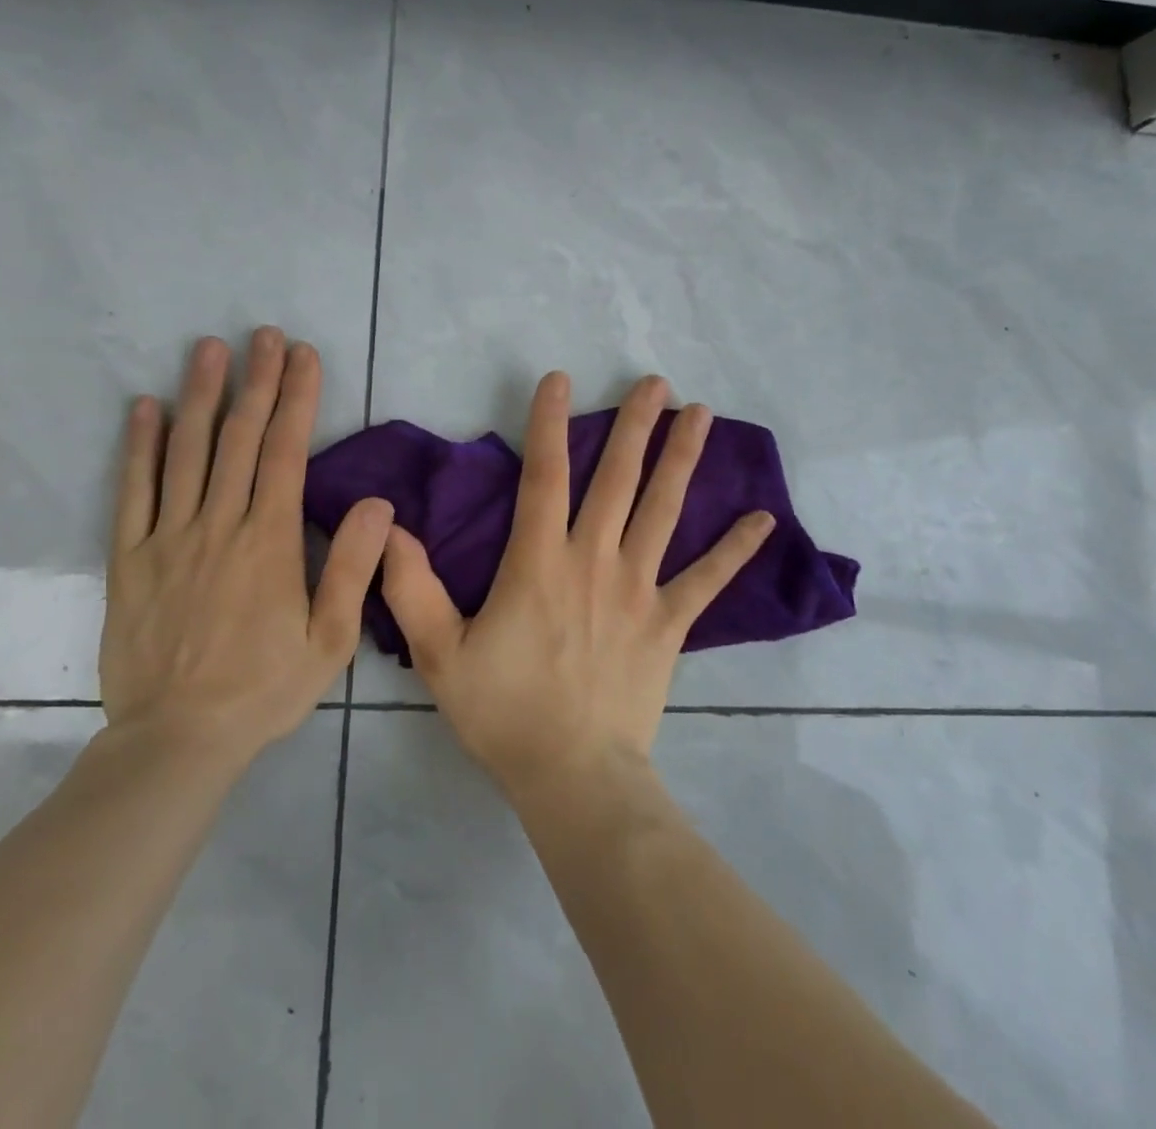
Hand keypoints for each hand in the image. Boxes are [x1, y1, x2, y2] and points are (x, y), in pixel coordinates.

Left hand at [99, 327, 392, 766]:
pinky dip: (139, 447)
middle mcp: (218, 526)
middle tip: (264, 334)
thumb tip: (375, 504)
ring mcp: (168, 538)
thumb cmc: (263, 689)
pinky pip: (132, 492)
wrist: (177, 739)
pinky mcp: (129, 559)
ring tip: (209, 349)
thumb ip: (352, 568)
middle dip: (256, 381)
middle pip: (238, 439)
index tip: (303, 356)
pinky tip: (144, 408)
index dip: (296, 399)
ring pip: (186, 453)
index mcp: (269, 542)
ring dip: (200, 396)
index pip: (285, 452)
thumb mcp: (329, 640)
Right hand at [380, 372, 773, 798]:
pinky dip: (735, 549)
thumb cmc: (505, 713)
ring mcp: (638, 589)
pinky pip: (708, 580)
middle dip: (635, 425)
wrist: (574, 776)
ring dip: (682, 460)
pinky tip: (764, 519)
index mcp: (539, 562)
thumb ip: (413, 588)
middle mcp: (594, 560)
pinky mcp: (669, 623)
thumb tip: (391, 530)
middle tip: (656, 381)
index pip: (544, 476)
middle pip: (617, 479)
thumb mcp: (440, 654)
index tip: (560, 379)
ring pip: (663, 511)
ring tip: (701, 414)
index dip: (549, 423)